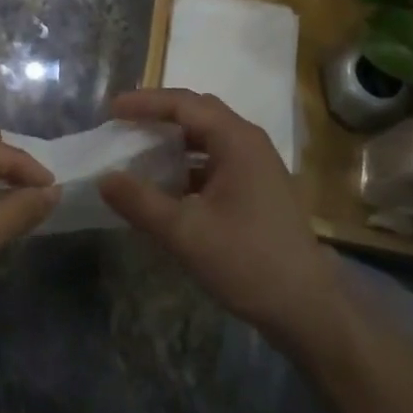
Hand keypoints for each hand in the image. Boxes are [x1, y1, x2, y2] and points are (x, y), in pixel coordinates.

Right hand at [99, 88, 344, 352]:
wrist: (308, 309)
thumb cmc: (247, 261)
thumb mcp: (185, 233)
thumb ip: (141, 202)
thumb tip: (104, 178)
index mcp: (235, 139)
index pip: (183, 103)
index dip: (145, 103)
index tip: (112, 110)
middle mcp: (249, 141)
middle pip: (198, 112)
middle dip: (159, 114)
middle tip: (124, 123)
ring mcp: (257, 165)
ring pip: (208, 137)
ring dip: (174, 140)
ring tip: (140, 150)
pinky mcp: (258, 188)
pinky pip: (216, 160)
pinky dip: (189, 164)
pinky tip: (168, 185)